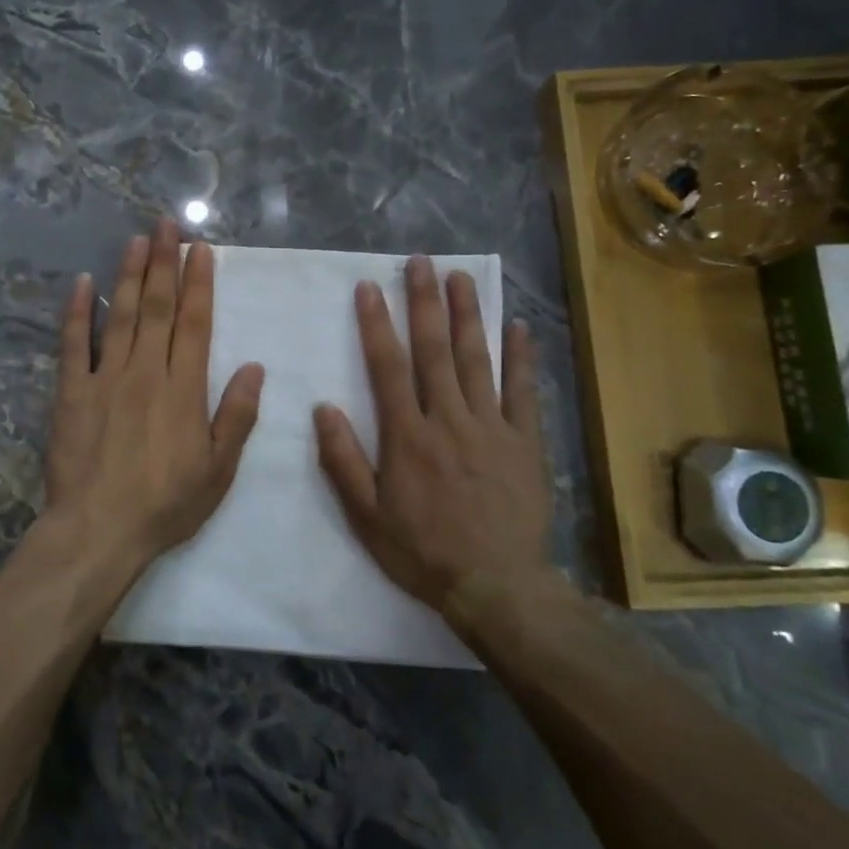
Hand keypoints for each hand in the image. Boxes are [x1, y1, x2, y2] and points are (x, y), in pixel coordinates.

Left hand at [41, 219, 265, 580]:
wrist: (99, 529)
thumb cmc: (165, 504)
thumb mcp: (218, 470)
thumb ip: (236, 415)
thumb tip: (255, 368)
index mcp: (184, 388)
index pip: (194, 322)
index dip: (198, 282)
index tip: (200, 249)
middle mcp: (146, 371)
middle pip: (157, 307)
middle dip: (164, 262)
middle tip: (166, 223)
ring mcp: (105, 378)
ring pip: (120, 315)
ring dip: (129, 274)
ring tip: (136, 239)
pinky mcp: (71, 392)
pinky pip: (74, 344)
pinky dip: (77, 312)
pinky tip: (82, 283)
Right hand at [313, 255, 550, 612]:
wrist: (495, 586)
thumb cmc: (422, 551)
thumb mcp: (366, 515)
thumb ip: (343, 460)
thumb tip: (323, 408)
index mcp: (407, 436)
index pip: (388, 368)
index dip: (377, 325)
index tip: (370, 288)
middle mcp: (448, 420)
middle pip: (435, 351)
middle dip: (425, 303)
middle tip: (421, 262)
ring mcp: (491, 428)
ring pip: (477, 361)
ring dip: (468, 316)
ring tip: (461, 277)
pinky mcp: (525, 442)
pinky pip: (524, 392)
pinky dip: (521, 358)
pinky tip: (517, 326)